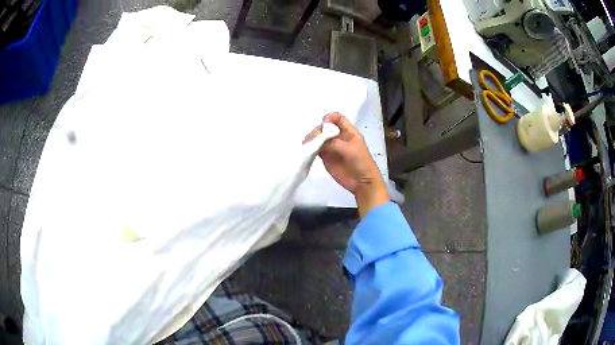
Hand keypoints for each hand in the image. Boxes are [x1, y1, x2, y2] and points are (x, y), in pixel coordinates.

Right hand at [304, 113, 388, 217]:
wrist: (362, 183)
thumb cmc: (361, 162)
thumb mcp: (349, 149)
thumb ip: (333, 143)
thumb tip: (316, 139)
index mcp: (348, 132)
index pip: (337, 118)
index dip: (329, 117)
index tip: (323, 124)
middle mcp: (339, 137)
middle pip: (325, 127)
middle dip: (318, 130)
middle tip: (313, 138)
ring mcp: (332, 147)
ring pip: (319, 138)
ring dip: (312, 138)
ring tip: (307, 144)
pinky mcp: (326, 157)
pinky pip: (316, 149)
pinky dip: (310, 148)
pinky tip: (306, 149)